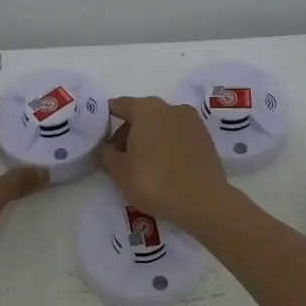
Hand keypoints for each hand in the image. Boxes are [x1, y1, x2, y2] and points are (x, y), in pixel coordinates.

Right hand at [95, 96, 229, 225]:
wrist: (203, 200)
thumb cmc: (154, 181)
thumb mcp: (119, 171)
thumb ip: (106, 154)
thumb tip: (106, 147)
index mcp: (146, 108)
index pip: (119, 105)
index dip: (106, 119)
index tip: (99, 136)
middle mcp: (170, 107)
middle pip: (141, 114)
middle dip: (129, 133)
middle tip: (120, 159)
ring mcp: (191, 121)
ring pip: (162, 125)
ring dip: (150, 139)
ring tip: (144, 167)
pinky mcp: (206, 138)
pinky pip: (179, 136)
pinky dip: (168, 146)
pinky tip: (165, 168)